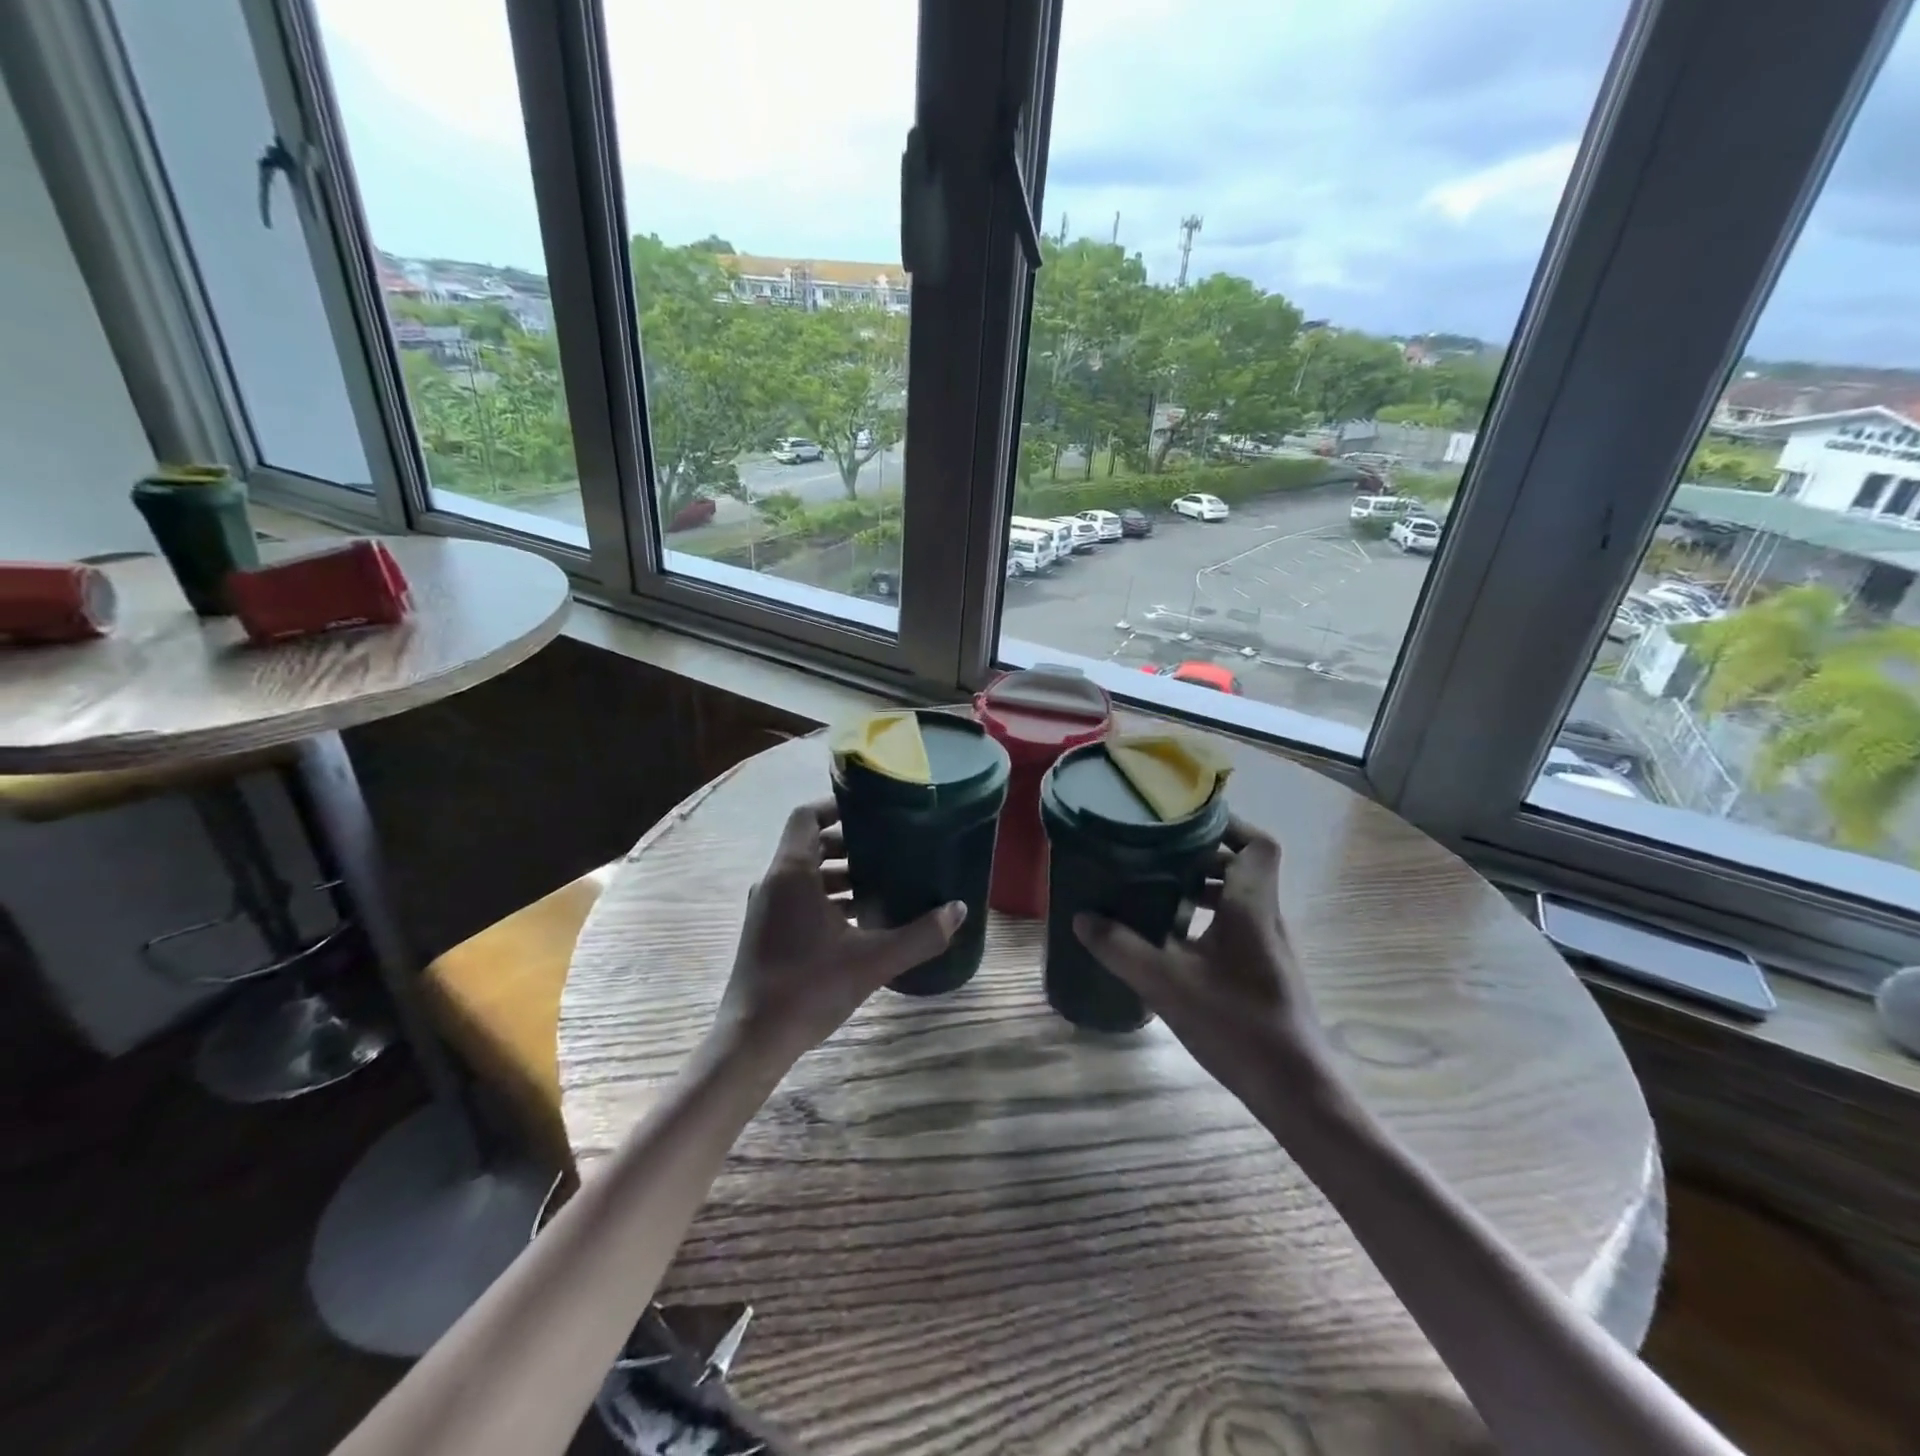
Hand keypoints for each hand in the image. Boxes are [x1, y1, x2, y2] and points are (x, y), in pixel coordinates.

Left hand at [717, 798, 964, 1061]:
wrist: (753, 1040)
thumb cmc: (808, 988)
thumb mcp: (873, 960)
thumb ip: (920, 935)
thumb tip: (959, 910)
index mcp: (792, 873)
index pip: (807, 816)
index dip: (836, 806)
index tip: (871, 812)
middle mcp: (774, 882)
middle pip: (811, 843)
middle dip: (849, 843)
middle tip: (889, 849)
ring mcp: (766, 908)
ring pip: (805, 873)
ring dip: (840, 873)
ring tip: (882, 884)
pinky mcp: (766, 931)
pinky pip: (799, 897)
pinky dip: (827, 897)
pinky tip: (860, 920)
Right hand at [1072, 816, 1337, 1121]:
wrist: (1296, 1091)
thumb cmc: (1238, 1025)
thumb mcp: (1167, 984)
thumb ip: (1121, 948)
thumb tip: (1082, 918)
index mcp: (1251, 907)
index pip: (1258, 844)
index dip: (1227, 824)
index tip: (1185, 822)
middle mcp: (1265, 919)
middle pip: (1242, 868)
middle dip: (1200, 857)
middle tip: (1156, 855)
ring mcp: (1268, 949)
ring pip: (1238, 900)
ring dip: (1200, 890)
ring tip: (1155, 893)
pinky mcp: (1264, 974)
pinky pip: (1235, 928)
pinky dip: (1205, 923)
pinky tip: (1171, 944)